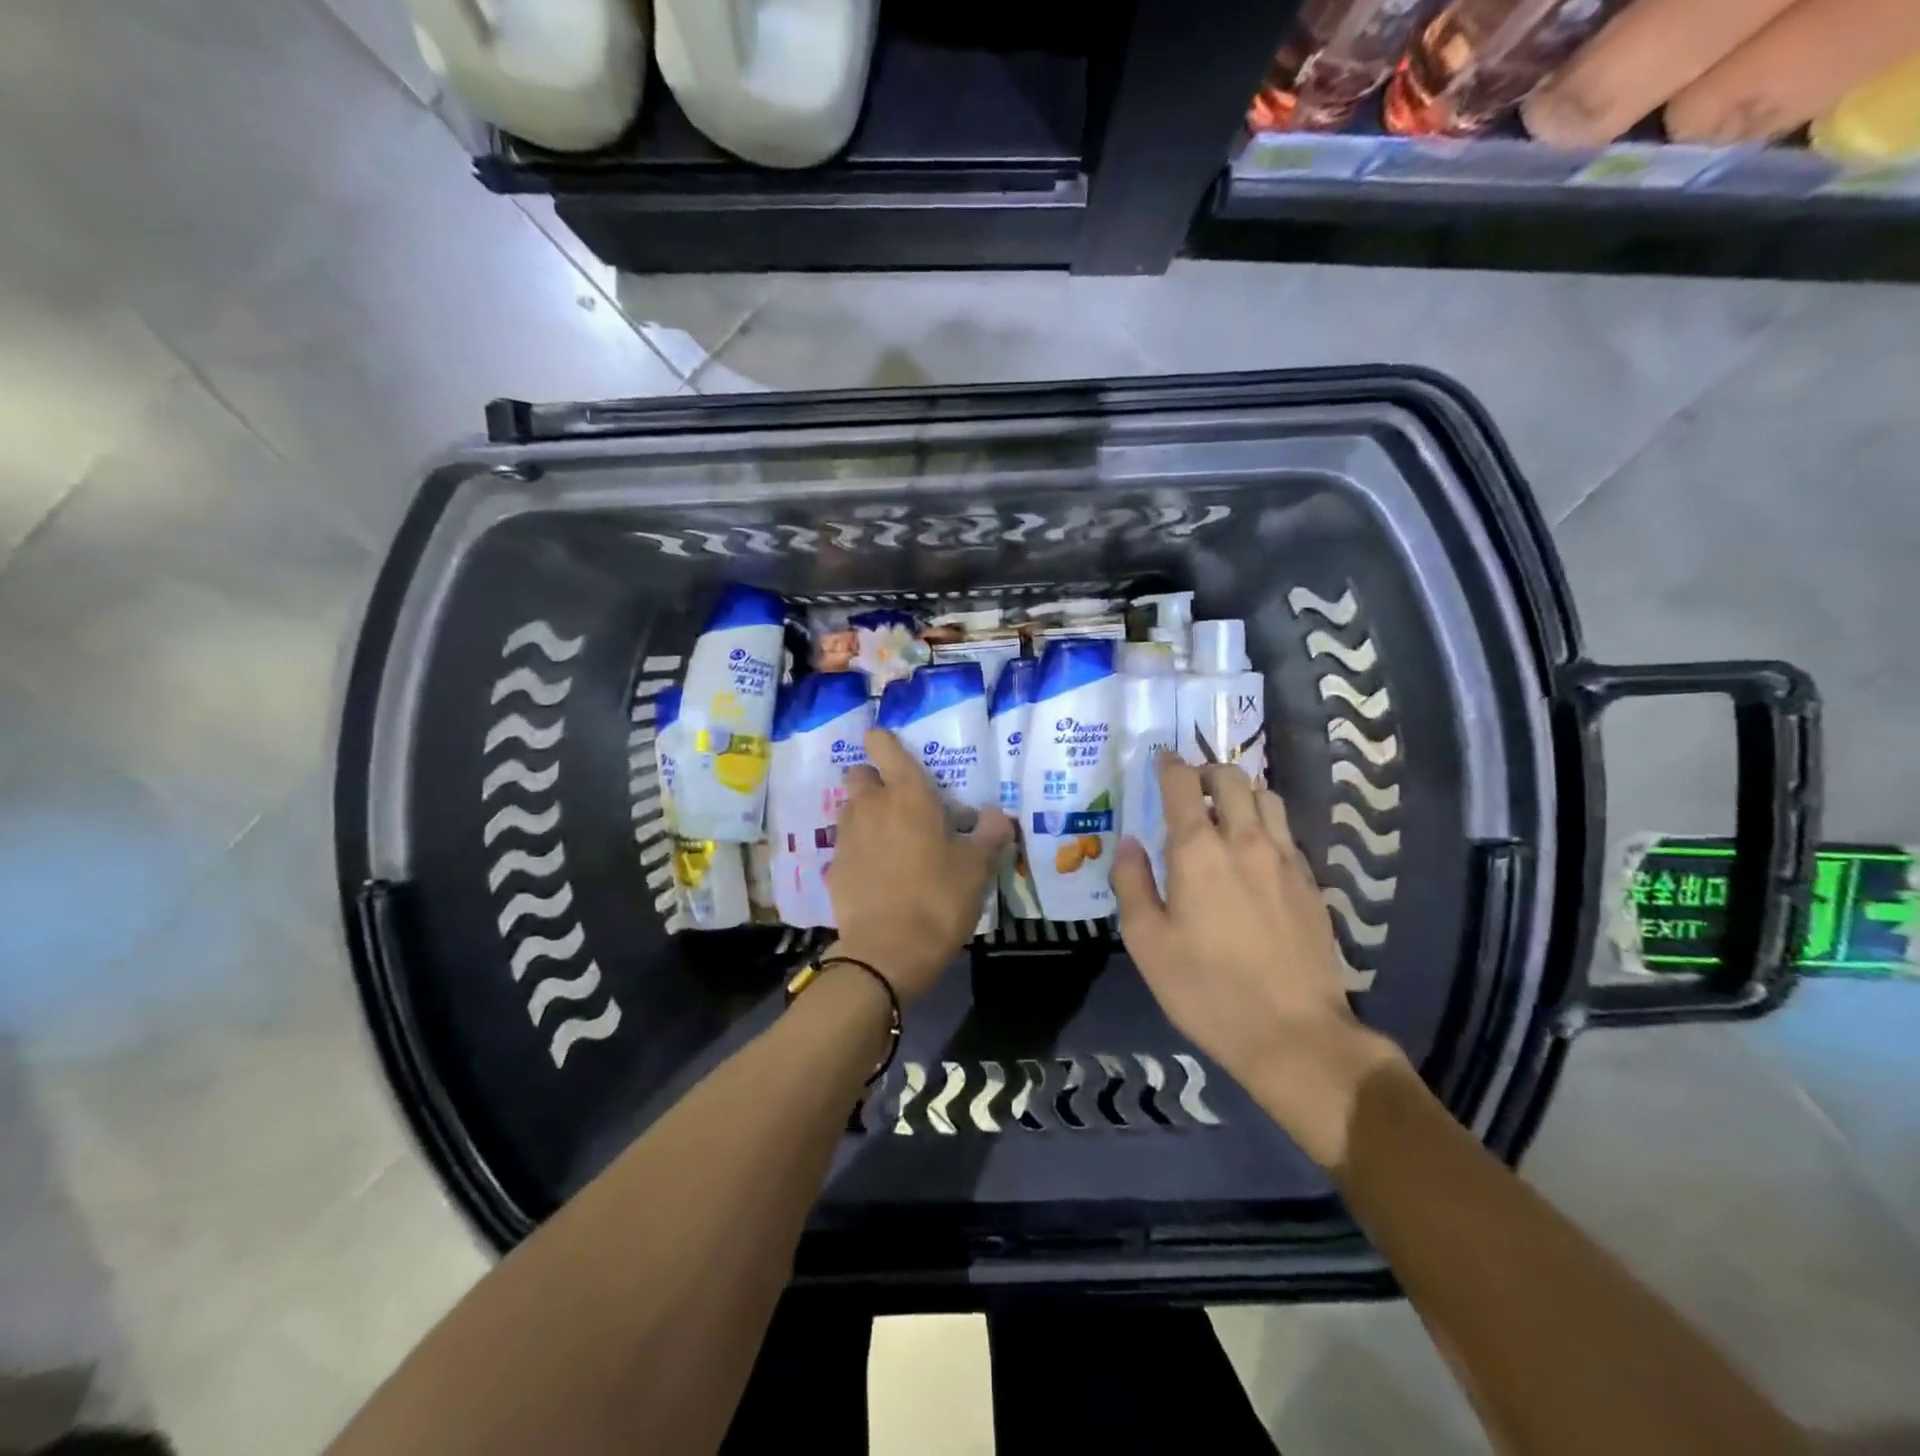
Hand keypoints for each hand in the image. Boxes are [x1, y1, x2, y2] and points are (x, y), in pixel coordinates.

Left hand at [828, 728, 1014, 1002]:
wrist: (888, 952)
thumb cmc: (939, 898)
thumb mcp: (979, 867)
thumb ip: (991, 833)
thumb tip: (996, 817)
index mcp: (908, 794)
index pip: (883, 745)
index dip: (885, 742)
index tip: (896, 751)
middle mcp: (871, 806)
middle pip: (859, 775)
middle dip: (875, 781)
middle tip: (901, 804)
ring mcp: (847, 837)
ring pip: (850, 809)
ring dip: (866, 815)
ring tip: (892, 841)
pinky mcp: (834, 868)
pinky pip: (846, 846)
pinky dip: (860, 851)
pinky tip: (879, 875)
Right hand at [1112, 755, 1404, 1168]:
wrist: (1294, 1034)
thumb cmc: (1206, 990)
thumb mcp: (1147, 943)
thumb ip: (1132, 883)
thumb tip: (1129, 843)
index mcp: (1198, 851)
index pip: (1183, 784)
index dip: (1169, 765)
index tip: (1160, 760)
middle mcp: (1245, 841)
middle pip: (1232, 778)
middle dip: (1207, 770)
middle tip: (1189, 785)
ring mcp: (1285, 860)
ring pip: (1267, 797)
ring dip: (1242, 791)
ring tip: (1224, 810)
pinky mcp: (1311, 883)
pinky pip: (1286, 831)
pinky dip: (1265, 822)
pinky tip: (1254, 850)